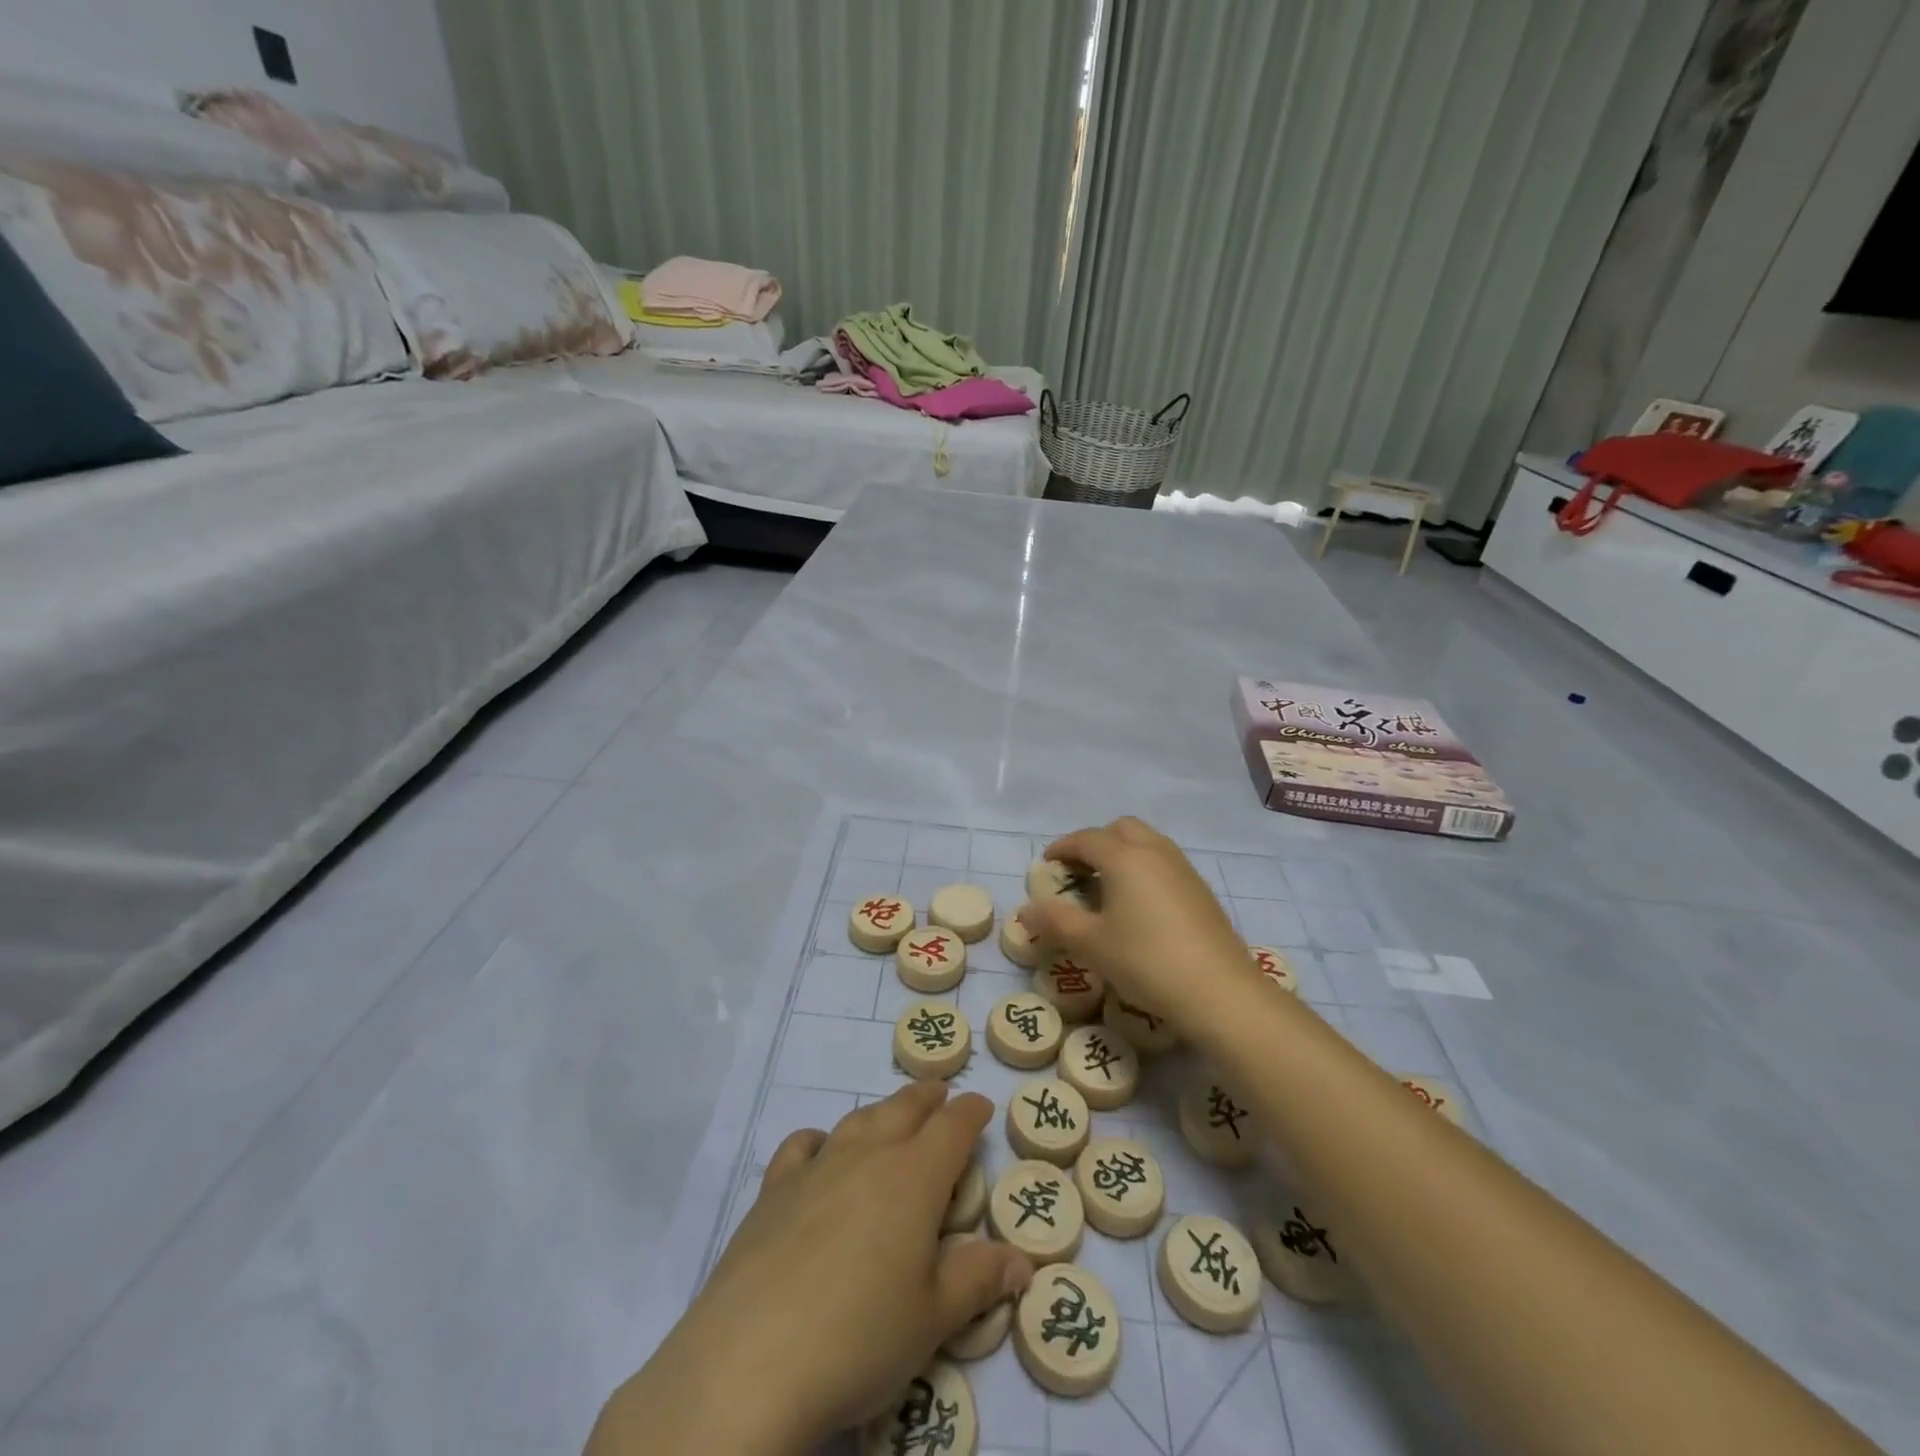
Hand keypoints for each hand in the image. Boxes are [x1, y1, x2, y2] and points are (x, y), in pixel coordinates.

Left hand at [590, 1083, 1030, 1454]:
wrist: (751, 1360)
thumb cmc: (860, 1338)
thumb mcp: (933, 1319)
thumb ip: (980, 1280)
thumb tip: (1024, 1262)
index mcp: (914, 1178)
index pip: (953, 1127)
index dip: (971, 1112)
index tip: (982, 1106)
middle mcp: (868, 1156)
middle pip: (904, 1108)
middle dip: (928, 1097)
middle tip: (941, 1093)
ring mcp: (817, 1167)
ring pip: (859, 1119)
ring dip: (883, 1111)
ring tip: (893, 1113)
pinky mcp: (774, 1189)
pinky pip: (803, 1145)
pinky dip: (820, 1139)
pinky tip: (820, 1151)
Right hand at [1018, 817, 1249, 1032]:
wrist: (1220, 992)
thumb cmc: (1146, 960)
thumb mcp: (1091, 944)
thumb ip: (1055, 922)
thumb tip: (1025, 911)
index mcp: (1124, 857)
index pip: (1086, 838)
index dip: (1062, 848)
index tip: (1047, 864)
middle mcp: (1154, 852)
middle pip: (1120, 829)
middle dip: (1095, 842)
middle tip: (1079, 872)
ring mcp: (1183, 869)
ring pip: (1147, 842)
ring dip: (1122, 853)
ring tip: (1107, 887)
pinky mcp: (1201, 891)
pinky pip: (1164, 863)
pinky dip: (1144, 869)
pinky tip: (1139, 906)